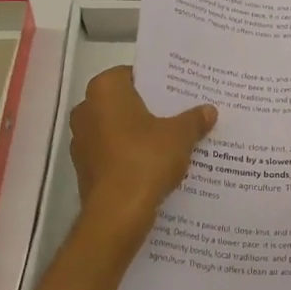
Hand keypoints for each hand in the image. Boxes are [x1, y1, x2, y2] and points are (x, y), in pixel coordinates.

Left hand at [69, 66, 215, 238]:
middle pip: (124, 102)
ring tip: (172, 139)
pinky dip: (130, 155)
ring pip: (117, 128)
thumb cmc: (145, 160)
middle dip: (149, 108)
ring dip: (139, 133)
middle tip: (179, 112)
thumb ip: (194, 119)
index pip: (132, 74)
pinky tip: (155, 164)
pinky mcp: (84, 168)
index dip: (156, 82)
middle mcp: (86, 109)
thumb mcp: (180, 136)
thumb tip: (209, 110)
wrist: (117, 215)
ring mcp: (81, 141)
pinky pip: (113, 153)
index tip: (177, 91)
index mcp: (104, 90)